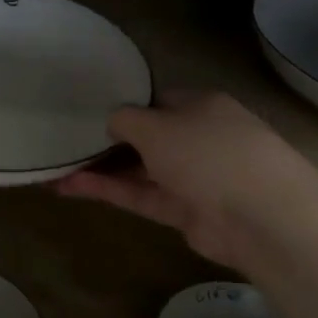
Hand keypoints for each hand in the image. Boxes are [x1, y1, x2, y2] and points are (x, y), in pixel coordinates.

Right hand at [56, 92, 310, 268]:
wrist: (261, 217)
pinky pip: (140, 195)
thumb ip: (125, 119)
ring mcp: (193, 176)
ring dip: (100, 168)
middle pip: (146, 136)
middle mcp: (198, 137)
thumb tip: (112, 122)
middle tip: (66, 139)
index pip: (156, 100)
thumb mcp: (155, 125)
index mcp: (200, 105)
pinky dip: (109, 190)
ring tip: (56, 166)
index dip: (124, 105)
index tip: (87, 110)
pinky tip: (70, 186)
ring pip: (139, 169)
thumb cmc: (207, 152)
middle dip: (108, 140)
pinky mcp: (184, 211)